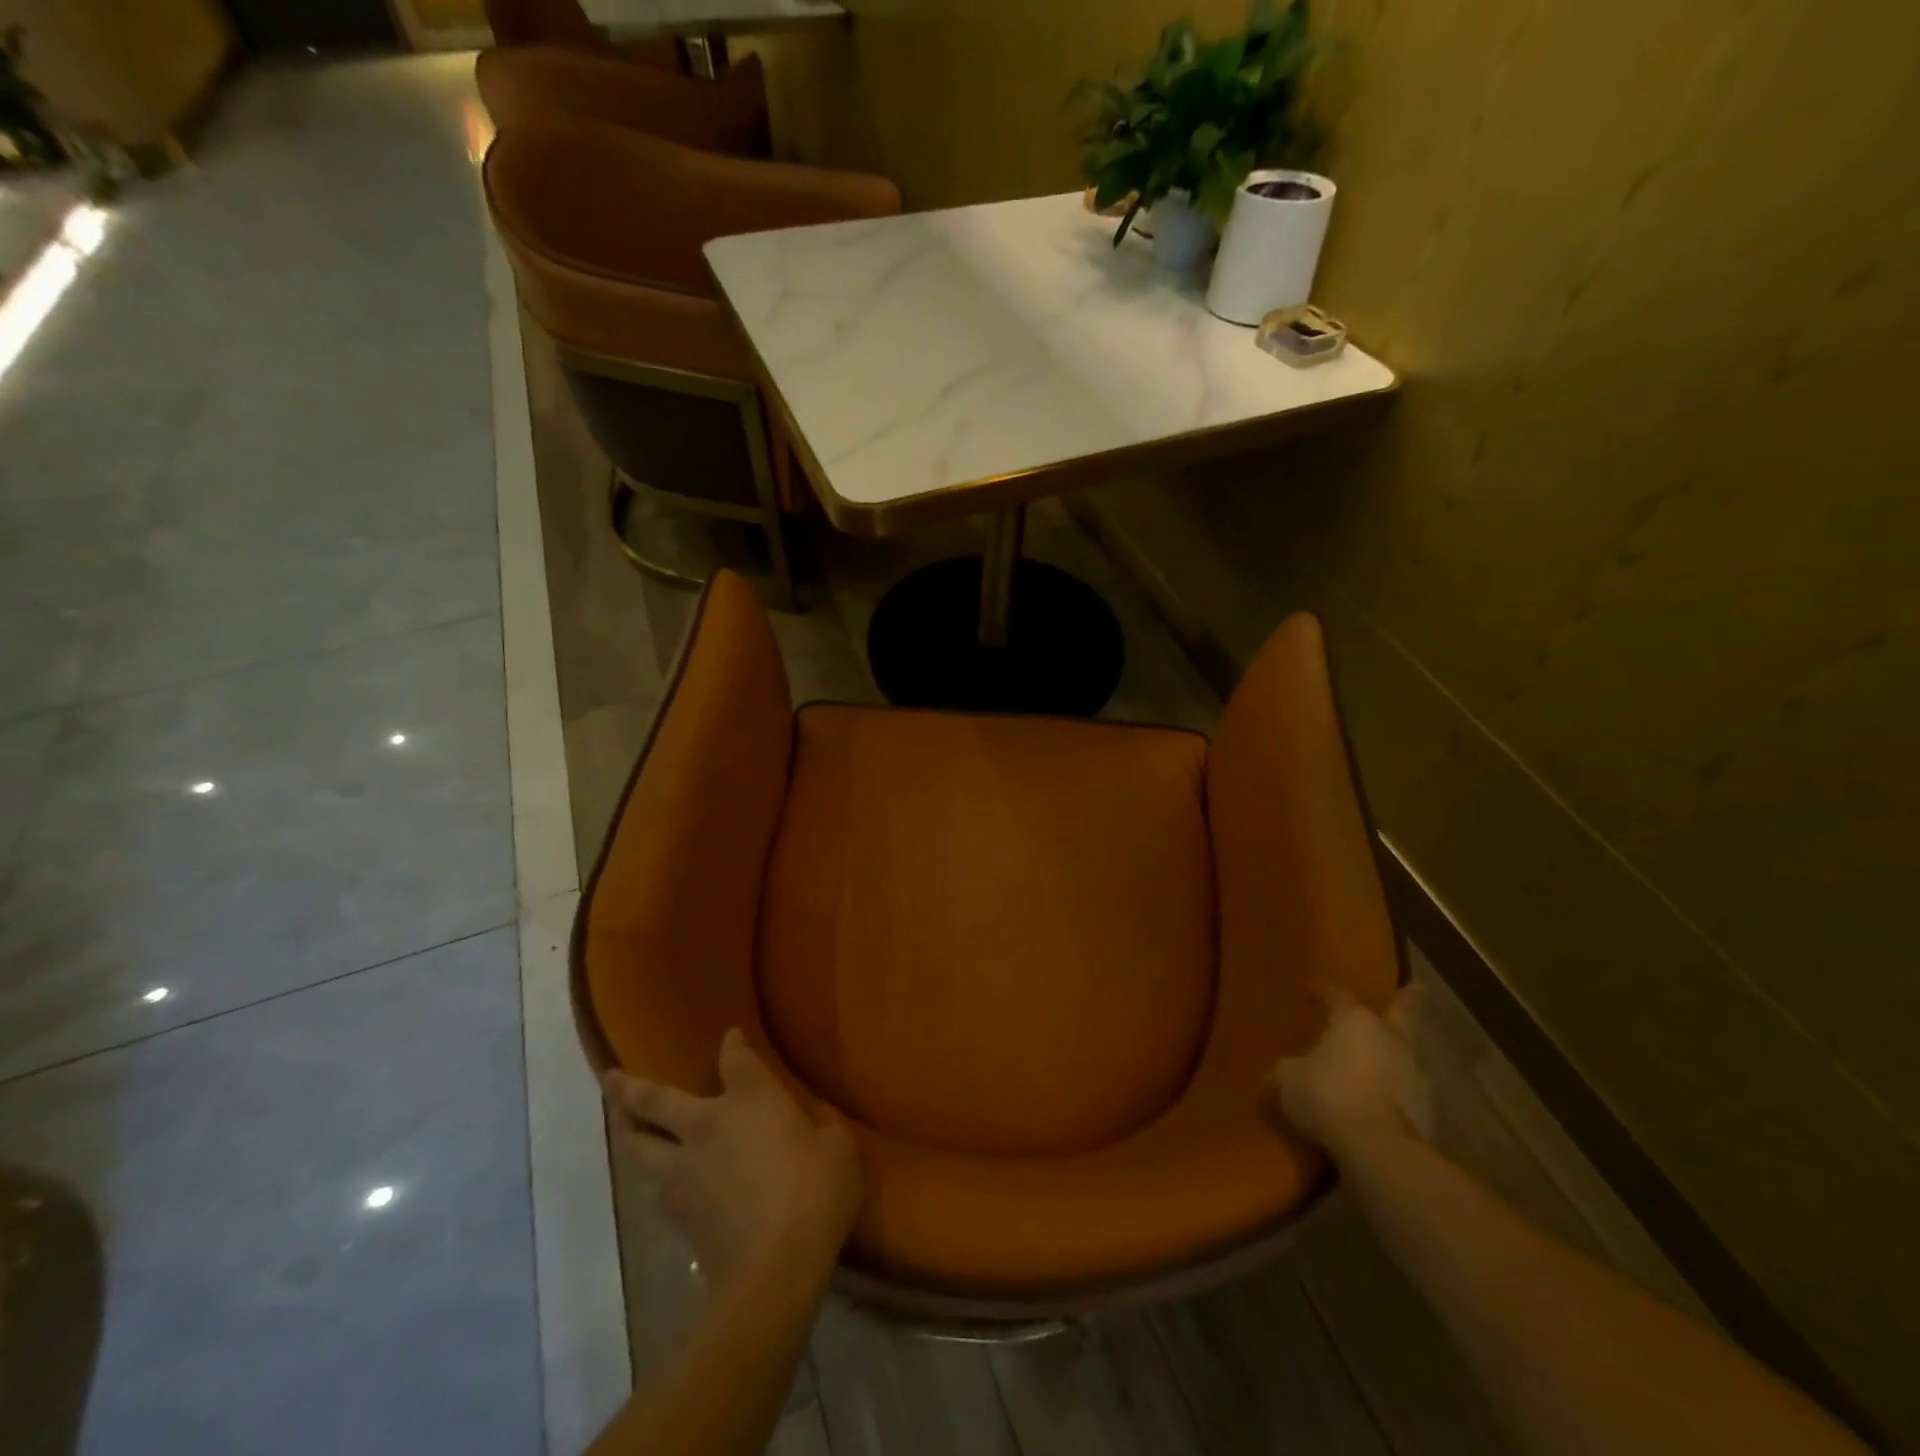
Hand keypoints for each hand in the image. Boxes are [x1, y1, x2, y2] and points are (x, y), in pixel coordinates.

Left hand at [604, 1030, 860, 1298]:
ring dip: (632, 1136)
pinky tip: (670, 1187)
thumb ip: (821, 1124)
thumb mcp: (837, 1146)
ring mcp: (683, 1172)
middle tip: (610, 1078)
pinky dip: (661, 1182)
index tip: (731, 1036)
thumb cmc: (814, 1192)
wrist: (773, 1269)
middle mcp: (705, 1125)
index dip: (733, 1044)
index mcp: (749, 1098)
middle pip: (654, 1101)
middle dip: (629, 1088)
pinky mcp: (677, 1216)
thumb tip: (812, 1118)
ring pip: (640, 1148)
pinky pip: (660, 1189)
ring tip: (628, 1131)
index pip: (734, 1057)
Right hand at [1271, 985, 1430, 1163]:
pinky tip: (1379, 1103)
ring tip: (1378, 1062)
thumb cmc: (1326, 1094)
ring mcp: (1414, 1074)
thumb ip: (1288, 1069)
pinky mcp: (1427, 1110)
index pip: (1337, 995)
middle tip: (1414, 989)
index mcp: (1354, 1020)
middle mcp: (1390, 1038)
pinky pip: (1405, 1092)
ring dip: (1393, 1055)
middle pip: (1401, 1012)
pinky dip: (1394, 1093)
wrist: (1377, 1147)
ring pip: (1404, 1054)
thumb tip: (1284, 1072)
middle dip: (1406, 1001)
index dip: (1322, 992)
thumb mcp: (1288, 1078)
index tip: (1310, 992)